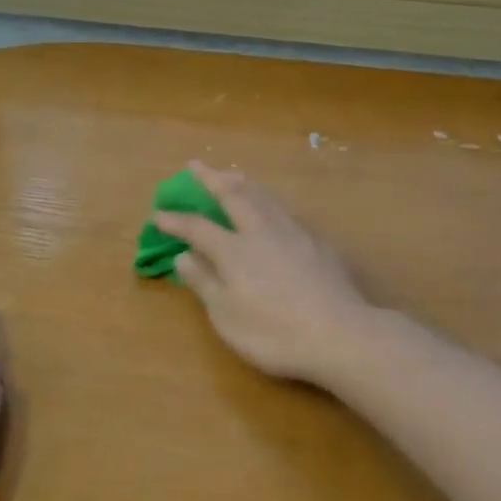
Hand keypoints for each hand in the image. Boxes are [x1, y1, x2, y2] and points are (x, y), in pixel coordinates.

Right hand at [156, 162, 380, 386]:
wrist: (342, 335)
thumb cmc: (276, 334)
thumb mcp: (228, 317)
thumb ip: (205, 283)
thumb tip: (183, 256)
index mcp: (235, 250)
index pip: (198, 228)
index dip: (176, 220)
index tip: (158, 213)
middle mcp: (262, 231)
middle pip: (234, 195)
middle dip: (211, 179)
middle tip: (196, 165)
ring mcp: (294, 232)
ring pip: (264, 196)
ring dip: (242, 182)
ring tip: (232, 174)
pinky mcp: (318, 241)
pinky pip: (285, 209)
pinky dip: (269, 200)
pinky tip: (272, 207)